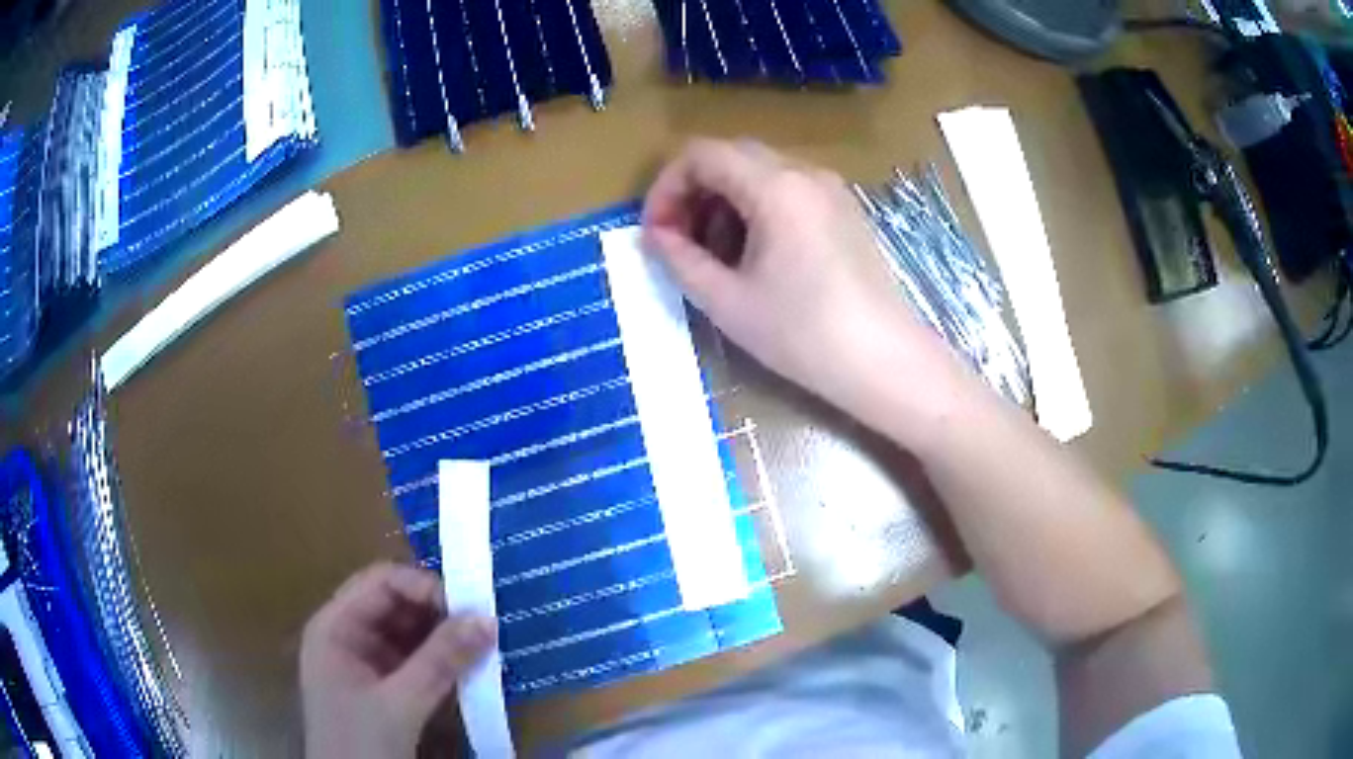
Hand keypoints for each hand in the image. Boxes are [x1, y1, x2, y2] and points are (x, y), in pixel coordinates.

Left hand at [301, 563, 495, 758]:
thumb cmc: (360, 743)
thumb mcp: (400, 704)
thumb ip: (440, 661)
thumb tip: (488, 618)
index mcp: (335, 627)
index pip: (380, 583)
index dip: (423, 585)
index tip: (470, 606)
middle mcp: (348, 636)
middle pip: (395, 604)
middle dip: (439, 610)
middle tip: (486, 622)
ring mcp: (366, 662)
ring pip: (409, 632)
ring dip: (445, 635)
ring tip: (486, 641)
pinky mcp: (385, 687)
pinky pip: (416, 660)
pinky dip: (443, 660)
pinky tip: (471, 666)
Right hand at [642, 139, 962, 427]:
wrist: (885, 362)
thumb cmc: (803, 335)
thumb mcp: (727, 301)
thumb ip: (680, 259)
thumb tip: (655, 236)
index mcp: (775, 186)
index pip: (701, 154)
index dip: (666, 187)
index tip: (656, 233)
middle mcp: (805, 173)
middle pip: (730, 158)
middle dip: (694, 194)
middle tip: (680, 244)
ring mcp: (831, 190)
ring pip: (759, 174)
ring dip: (724, 204)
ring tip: (715, 258)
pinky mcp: (845, 212)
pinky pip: (788, 192)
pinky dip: (756, 211)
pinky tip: (756, 259)